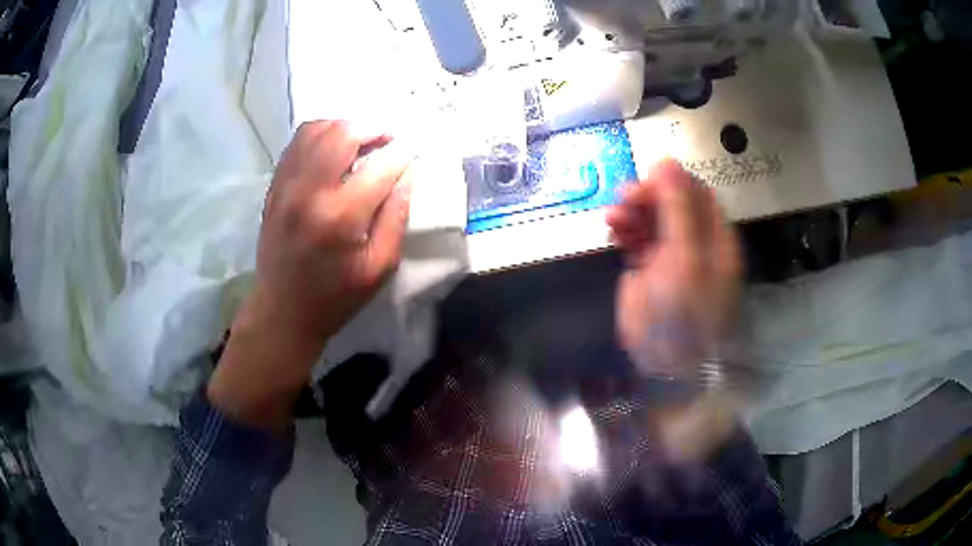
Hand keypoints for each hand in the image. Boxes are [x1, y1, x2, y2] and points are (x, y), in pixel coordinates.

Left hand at [208, 121, 414, 429]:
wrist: (282, 312)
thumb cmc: (336, 296)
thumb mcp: (380, 266)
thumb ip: (397, 215)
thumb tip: (408, 173)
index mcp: (340, 216)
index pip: (381, 165)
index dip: (404, 153)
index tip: (416, 151)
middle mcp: (309, 191)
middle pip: (344, 133)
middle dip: (374, 128)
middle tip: (390, 139)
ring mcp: (286, 185)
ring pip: (316, 129)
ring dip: (345, 126)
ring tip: (362, 140)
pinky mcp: (274, 187)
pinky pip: (297, 143)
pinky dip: (320, 135)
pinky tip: (334, 148)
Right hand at [607, 160, 741, 380]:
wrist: (667, 368)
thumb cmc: (685, 316)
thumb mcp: (685, 260)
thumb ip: (677, 211)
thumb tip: (667, 164)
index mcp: (715, 237)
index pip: (697, 193)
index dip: (673, 181)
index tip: (647, 181)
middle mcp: (695, 242)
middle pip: (672, 202)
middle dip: (648, 195)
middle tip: (625, 199)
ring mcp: (671, 256)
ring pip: (652, 218)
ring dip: (632, 211)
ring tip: (614, 217)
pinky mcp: (648, 269)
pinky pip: (636, 237)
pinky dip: (624, 229)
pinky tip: (613, 230)